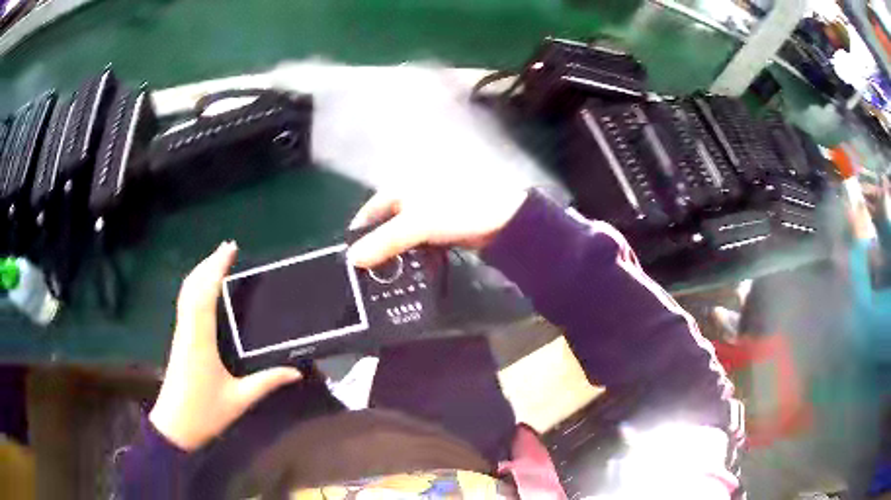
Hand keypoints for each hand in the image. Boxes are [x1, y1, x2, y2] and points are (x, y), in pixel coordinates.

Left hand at [149, 242, 302, 450]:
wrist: (173, 426)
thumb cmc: (205, 413)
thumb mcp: (239, 400)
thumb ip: (266, 382)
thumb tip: (296, 371)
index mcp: (200, 340)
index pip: (205, 295)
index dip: (216, 268)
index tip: (230, 249)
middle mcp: (188, 330)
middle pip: (192, 287)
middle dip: (208, 263)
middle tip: (228, 247)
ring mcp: (181, 333)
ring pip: (186, 293)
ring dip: (200, 272)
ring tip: (218, 260)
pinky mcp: (180, 339)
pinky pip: (185, 304)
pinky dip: (195, 287)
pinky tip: (205, 288)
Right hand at [346, 188, 527, 267]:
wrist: (502, 219)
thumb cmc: (455, 211)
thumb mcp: (416, 225)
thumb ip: (384, 242)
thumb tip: (352, 259)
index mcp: (401, 188)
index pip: (370, 210)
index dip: (359, 233)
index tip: (351, 259)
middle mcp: (411, 197)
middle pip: (385, 224)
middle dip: (375, 246)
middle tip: (366, 273)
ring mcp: (428, 213)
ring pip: (401, 235)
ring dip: (393, 254)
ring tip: (382, 277)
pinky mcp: (442, 229)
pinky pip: (418, 243)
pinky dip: (411, 255)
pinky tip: (406, 271)